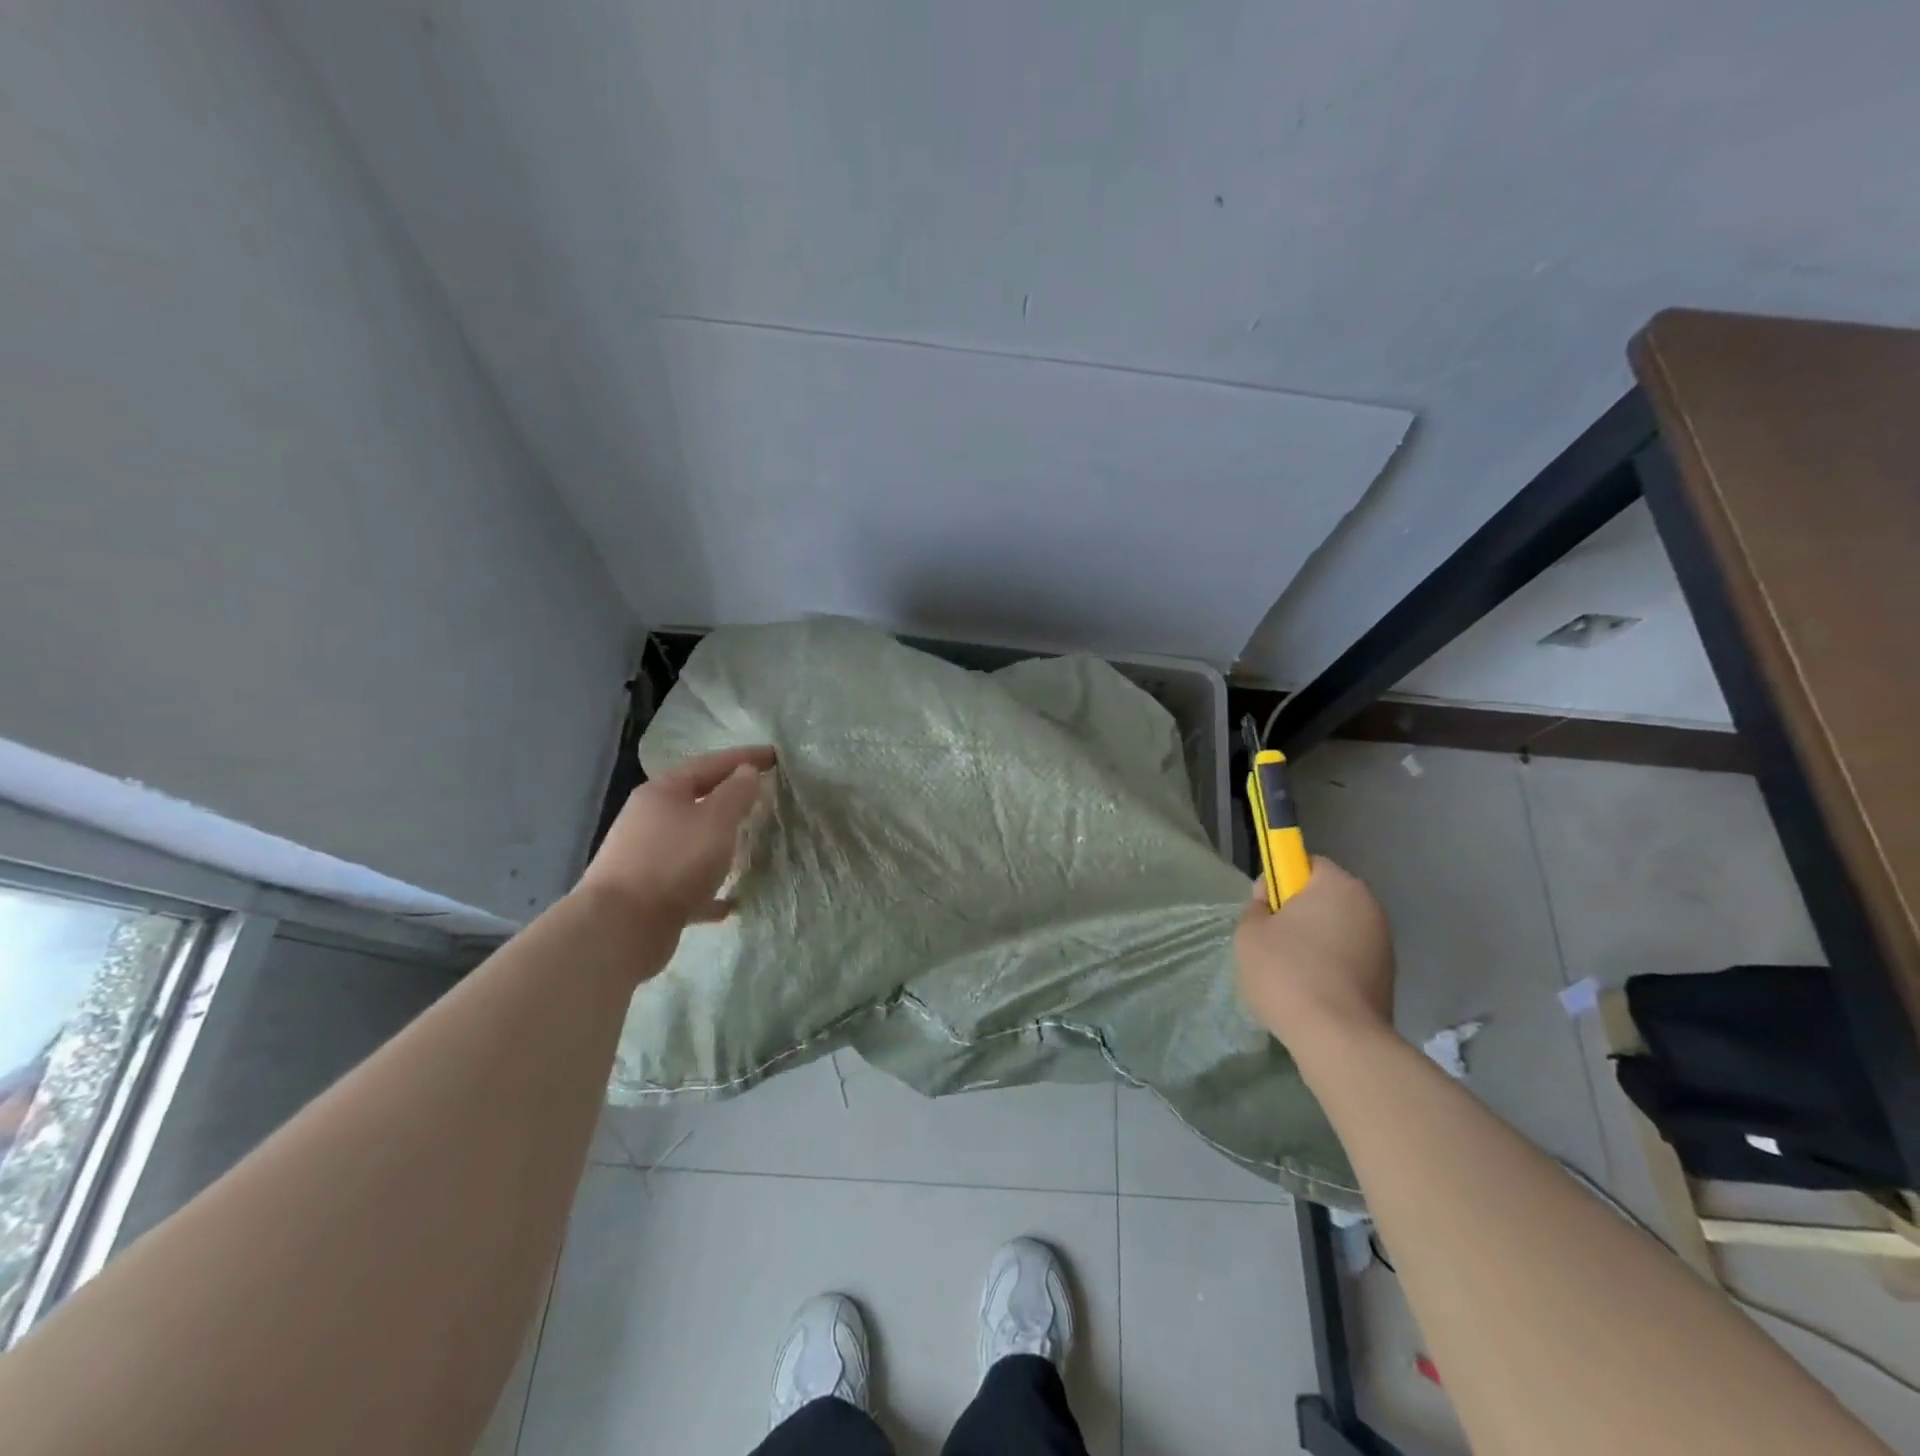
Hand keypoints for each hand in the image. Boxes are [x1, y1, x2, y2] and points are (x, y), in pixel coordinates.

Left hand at [576, 745, 774, 926]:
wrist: (621, 929)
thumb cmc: (674, 861)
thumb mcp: (716, 820)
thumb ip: (736, 793)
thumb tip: (746, 772)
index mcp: (662, 793)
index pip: (709, 763)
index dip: (743, 757)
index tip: (775, 756)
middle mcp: (649, 820)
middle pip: (696, 800)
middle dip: (729, 798)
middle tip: (762, 797)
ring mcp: (646, 859)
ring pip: (691, 842)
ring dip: (719, 842)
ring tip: (749, 845)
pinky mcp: (649, 895)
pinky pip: (688, 884)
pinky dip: (710, 888)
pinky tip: (731, 901)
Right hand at [1234, 856, 1395, 1050]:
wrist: (1339, 1039)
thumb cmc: (1287, 973)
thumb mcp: (1249, 934)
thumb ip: (1256, 906)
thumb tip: (1268, 897)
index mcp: (1337, 884)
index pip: (1307, 864)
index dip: (1282, 881)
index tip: (1266, 908)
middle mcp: (1368, 905)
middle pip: (1326, 897)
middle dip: (1302, 913)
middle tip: (1273, 941)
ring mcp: (1384, 942)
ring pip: (1339, 929)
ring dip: (1319, 941)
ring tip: (1292, 973)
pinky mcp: (1389, 976)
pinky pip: (1351, 957)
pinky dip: (1334, 966)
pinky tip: (1313, 991)